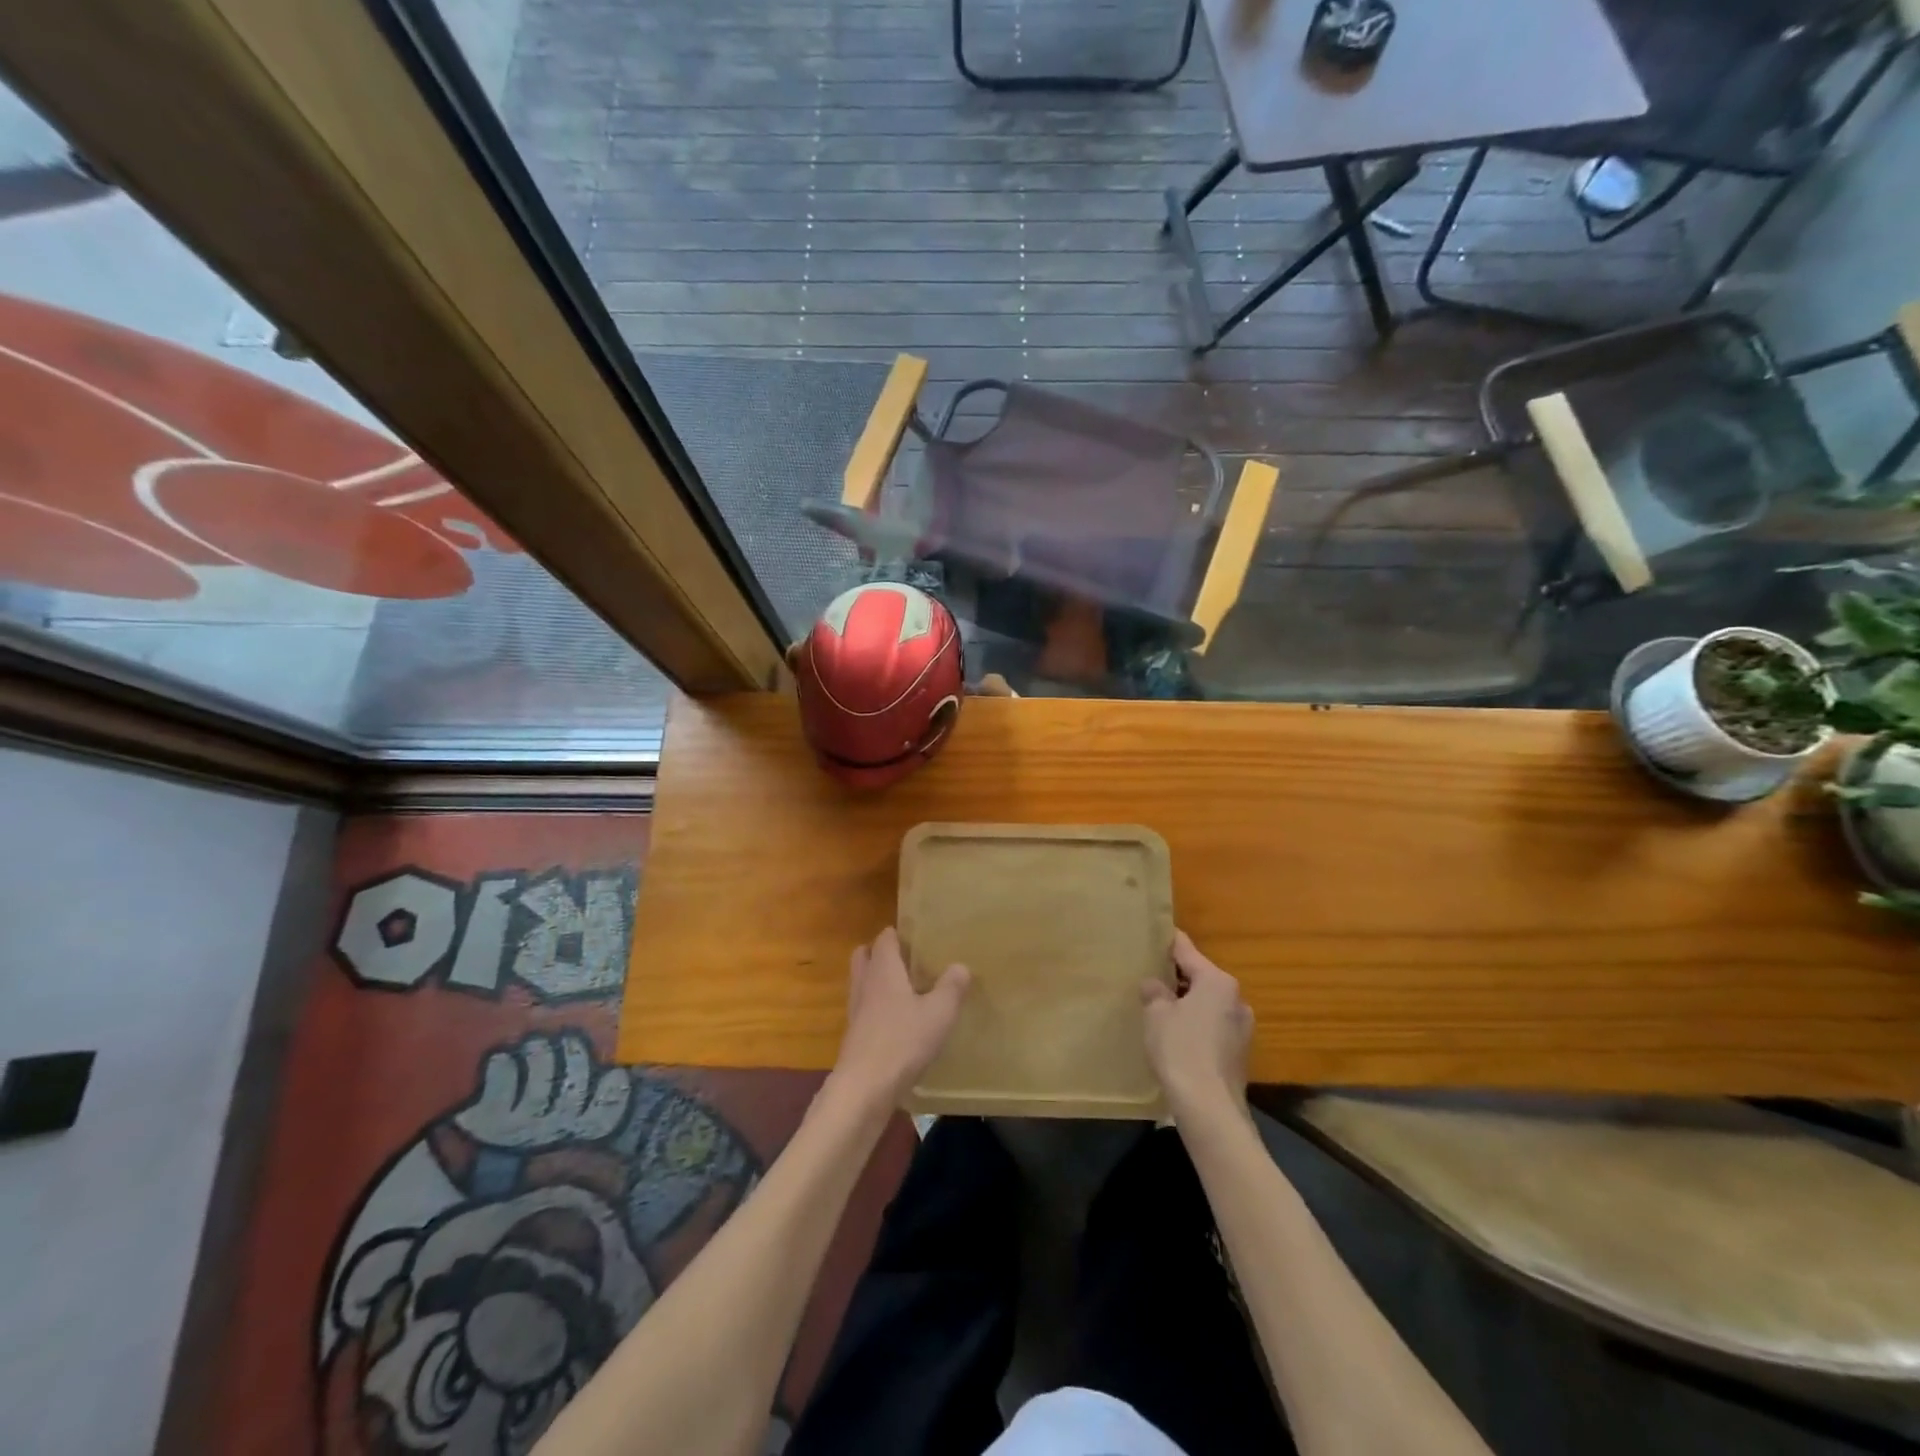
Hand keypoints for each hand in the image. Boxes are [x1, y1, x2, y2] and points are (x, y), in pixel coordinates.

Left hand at [828, 927, 969, 1111]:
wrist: (864, 1088)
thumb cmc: (903, 1041)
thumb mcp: (939, 1013)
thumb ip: (951, 987)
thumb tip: (961, 966)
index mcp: (884, 969)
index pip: (885, 937)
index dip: (898, 933)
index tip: (918, 936)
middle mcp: (865, 983)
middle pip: (865, 955)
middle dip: (881, 953)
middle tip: (908, 960)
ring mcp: (856, 1010)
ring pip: (862, 982)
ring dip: (877, 981)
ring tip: (905, 990)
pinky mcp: (854, 1035)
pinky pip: (864, 1009)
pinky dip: (876, 1007)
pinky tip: (897, 1022)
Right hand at [1141, 930, 1252, 1123]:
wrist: (1209, 1108)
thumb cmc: (1180, 1049)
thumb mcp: (1156, 1014)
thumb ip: (1155, 992)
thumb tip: (1155, 985)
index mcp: (1217, 981)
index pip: (1187, 950)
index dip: (1168, 942)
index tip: (1155, 933)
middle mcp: (1236, 998)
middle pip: (1201, 977)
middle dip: (1177, 977)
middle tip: (1149, 976)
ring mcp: (1242, 1027)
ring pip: (1208, 1003)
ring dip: (1187, 1003)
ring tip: (1160, 1008)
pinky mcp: (1240, 1052)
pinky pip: (1213, 1026)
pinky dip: (1196, 1025)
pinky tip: (1176, 1036)